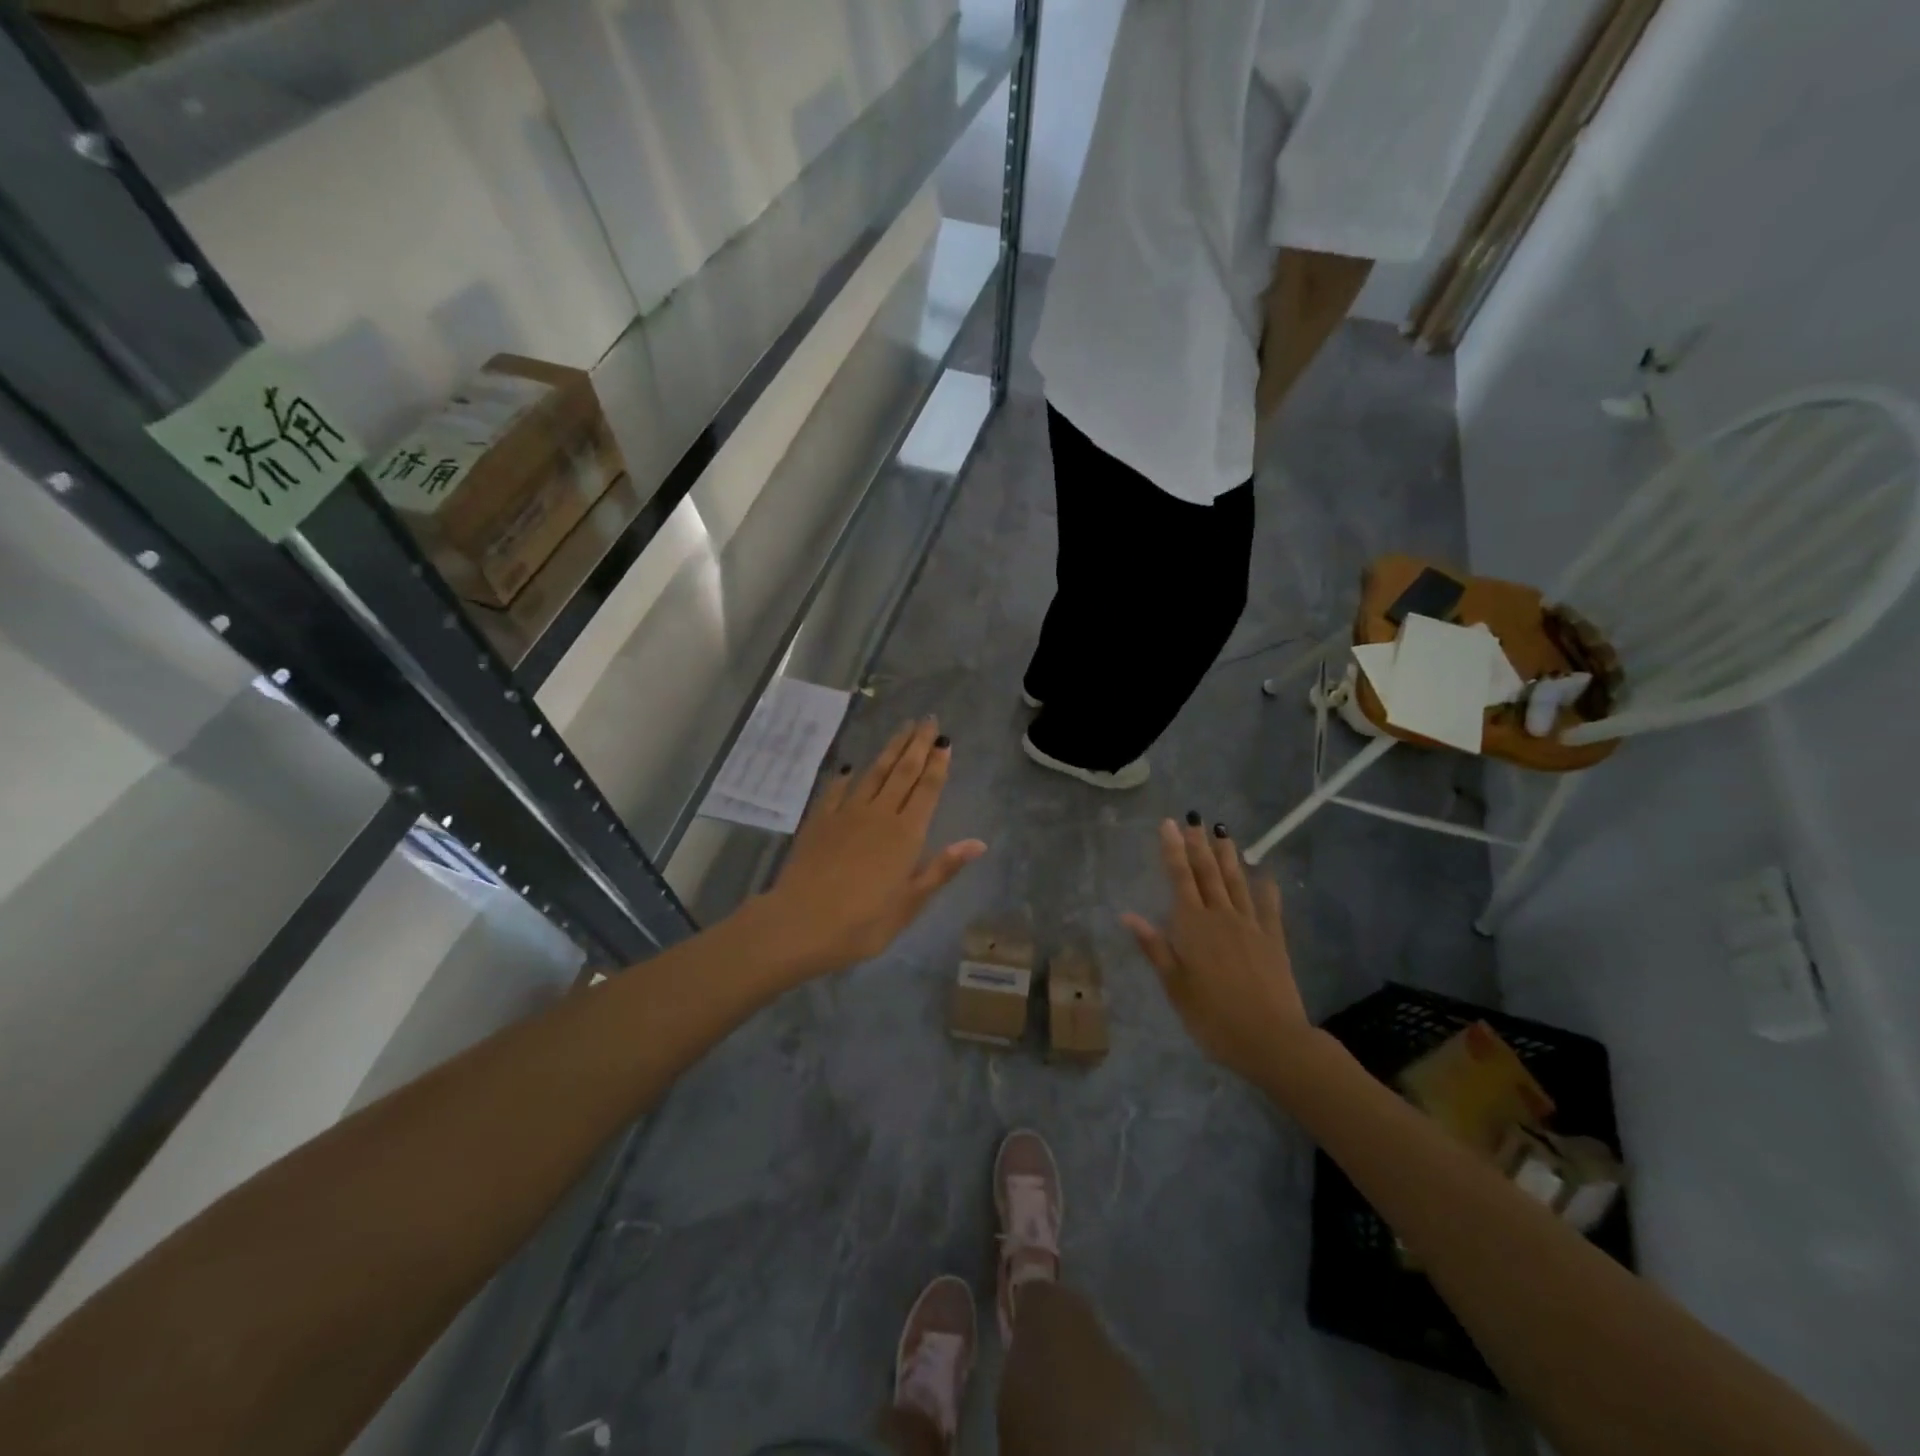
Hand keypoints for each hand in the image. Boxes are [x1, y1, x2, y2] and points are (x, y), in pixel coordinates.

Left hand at [757, 718, 986, 975]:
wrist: (801, 923)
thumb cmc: (863, 922)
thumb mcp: (910, 903)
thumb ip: (942, 868)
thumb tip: (978, 843)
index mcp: (906, 834)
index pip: (927, 789)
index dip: (938, 763)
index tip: (945, 740)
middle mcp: (879, 814)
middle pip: (902, 771)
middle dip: (917, 744)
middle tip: (928, 720)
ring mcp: (846, 814)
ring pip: (873, 773)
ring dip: (890, 749)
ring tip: (902, 728)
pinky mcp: (819, 820)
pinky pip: (835, 791)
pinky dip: (845, 777)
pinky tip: (849, 767)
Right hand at [1123, 819, 1310, 1084]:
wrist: (1270, 1040)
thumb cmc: (1212, 1016)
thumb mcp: (1175, 986)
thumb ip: (1155, 947)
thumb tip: (1127, 915)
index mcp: (1192, 926)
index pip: (1179, 879)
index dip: (1173, 850)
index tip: (1169, 824)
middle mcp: (1221, 917)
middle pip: (1208, 874)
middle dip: (1198, 845)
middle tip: (1194, 819)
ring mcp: (1251, 926)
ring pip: (1236, 883)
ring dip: (1228, 857)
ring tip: (1222, 833)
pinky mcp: (1274, 940)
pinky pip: (1269, 908)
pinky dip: (1266, 889)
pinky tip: (1266, 875)